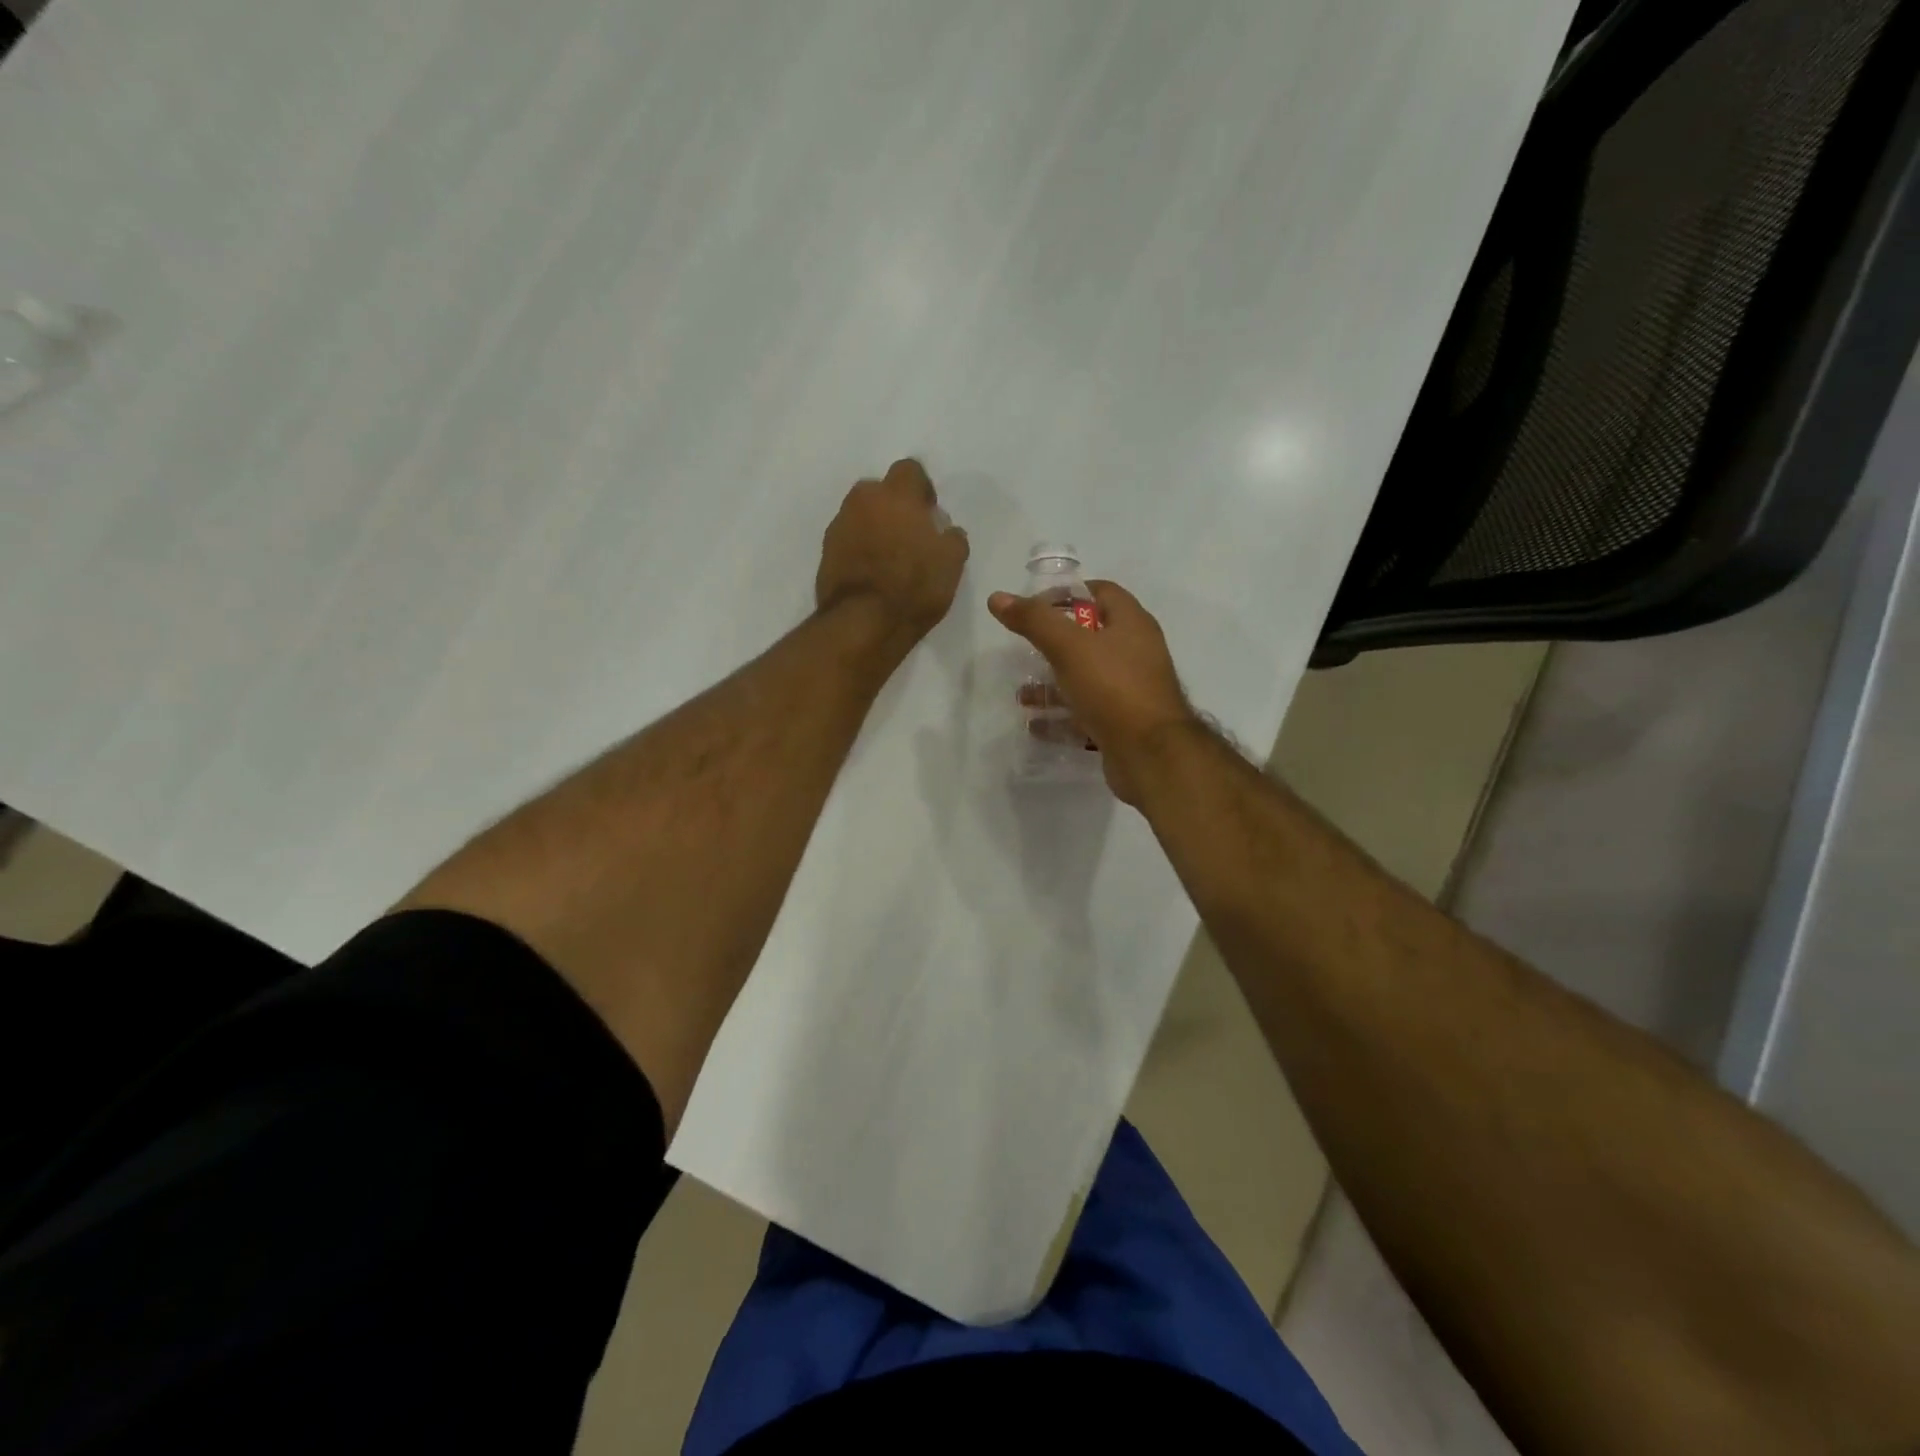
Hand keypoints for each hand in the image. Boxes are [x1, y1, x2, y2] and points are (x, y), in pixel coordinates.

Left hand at [817, 459, 969, 644]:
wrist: (863, 622)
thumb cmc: (914, 587)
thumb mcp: (951, 565)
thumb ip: (952, 539)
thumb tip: (947, 530)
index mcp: (897, 495)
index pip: (909, 470)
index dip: (921, 489)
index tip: (929, 513)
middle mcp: (863, 501)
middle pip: (880, 490)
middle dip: (894, 505)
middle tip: (909, 534)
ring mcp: (840, 525)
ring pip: (861, 514)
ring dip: (874, 526)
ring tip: (889, 557)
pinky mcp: (825, 551)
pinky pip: (848, 539)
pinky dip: (859, 548)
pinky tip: (872, 572)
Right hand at [988, 580, 1198, 803]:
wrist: (1151, 754)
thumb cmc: (1113, 688)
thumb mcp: (1069, 648)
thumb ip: (1034, 621)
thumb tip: (997, 598)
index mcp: (1132, 624)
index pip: (1100, 592)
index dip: (1067, 594)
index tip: (1033, 608)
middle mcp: (1136, 653)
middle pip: (1091, 637)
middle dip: (1054, 644)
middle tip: (1024, 652)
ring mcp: (1131, 690)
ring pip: (1087, 678)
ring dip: (1054, 684)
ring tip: (1022, 696)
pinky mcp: (1124, 723)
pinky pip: (1088, 713)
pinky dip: (1062, 716)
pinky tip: (1036, 725)